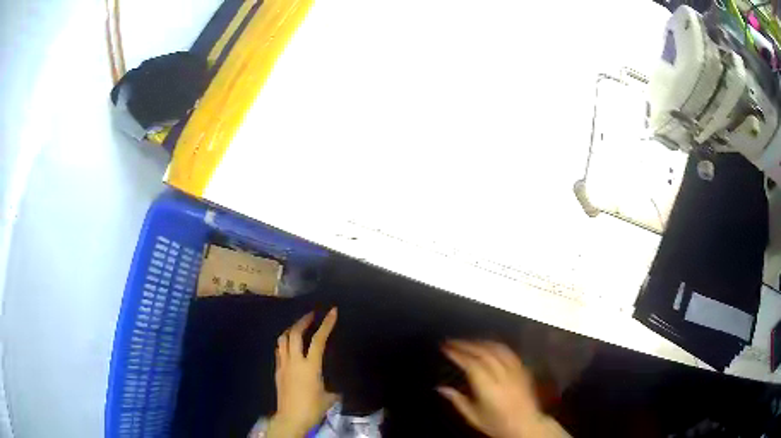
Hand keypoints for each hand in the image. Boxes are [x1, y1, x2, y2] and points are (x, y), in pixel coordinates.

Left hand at [267, 309, 338, 437]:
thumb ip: (333, 389)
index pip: (318, 340)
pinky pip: (279, 351)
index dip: (326, 324)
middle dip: (303, 320)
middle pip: (295, 333)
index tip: (332, 311)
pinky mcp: (277, 371)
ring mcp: (283, 365)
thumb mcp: (329, 398)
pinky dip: (285, 343)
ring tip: (299, 327)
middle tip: (311, 315)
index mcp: (310, 366)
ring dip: (291, 330)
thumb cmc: (312, 408)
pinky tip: (289, 346)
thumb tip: (336, 389)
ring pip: (283, 340)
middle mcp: (295, 361)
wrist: (291, 418)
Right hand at [439, 340, 567, 437]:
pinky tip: (489, 345)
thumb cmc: (497, 424)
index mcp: (489, 388)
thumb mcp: (473, 416)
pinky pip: (509, 352)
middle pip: (484, 353)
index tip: (446, 348)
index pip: (471, 365)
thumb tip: (441, 388)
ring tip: (467, 342)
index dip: (458, 354)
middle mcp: (503, 376)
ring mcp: (515, 371)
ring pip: (497, 349)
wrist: (525, 426)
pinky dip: (496, 346)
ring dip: (481, 342)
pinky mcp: (523, 370)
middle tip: (452, 342)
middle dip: (466, 345)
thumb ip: (457, 400)